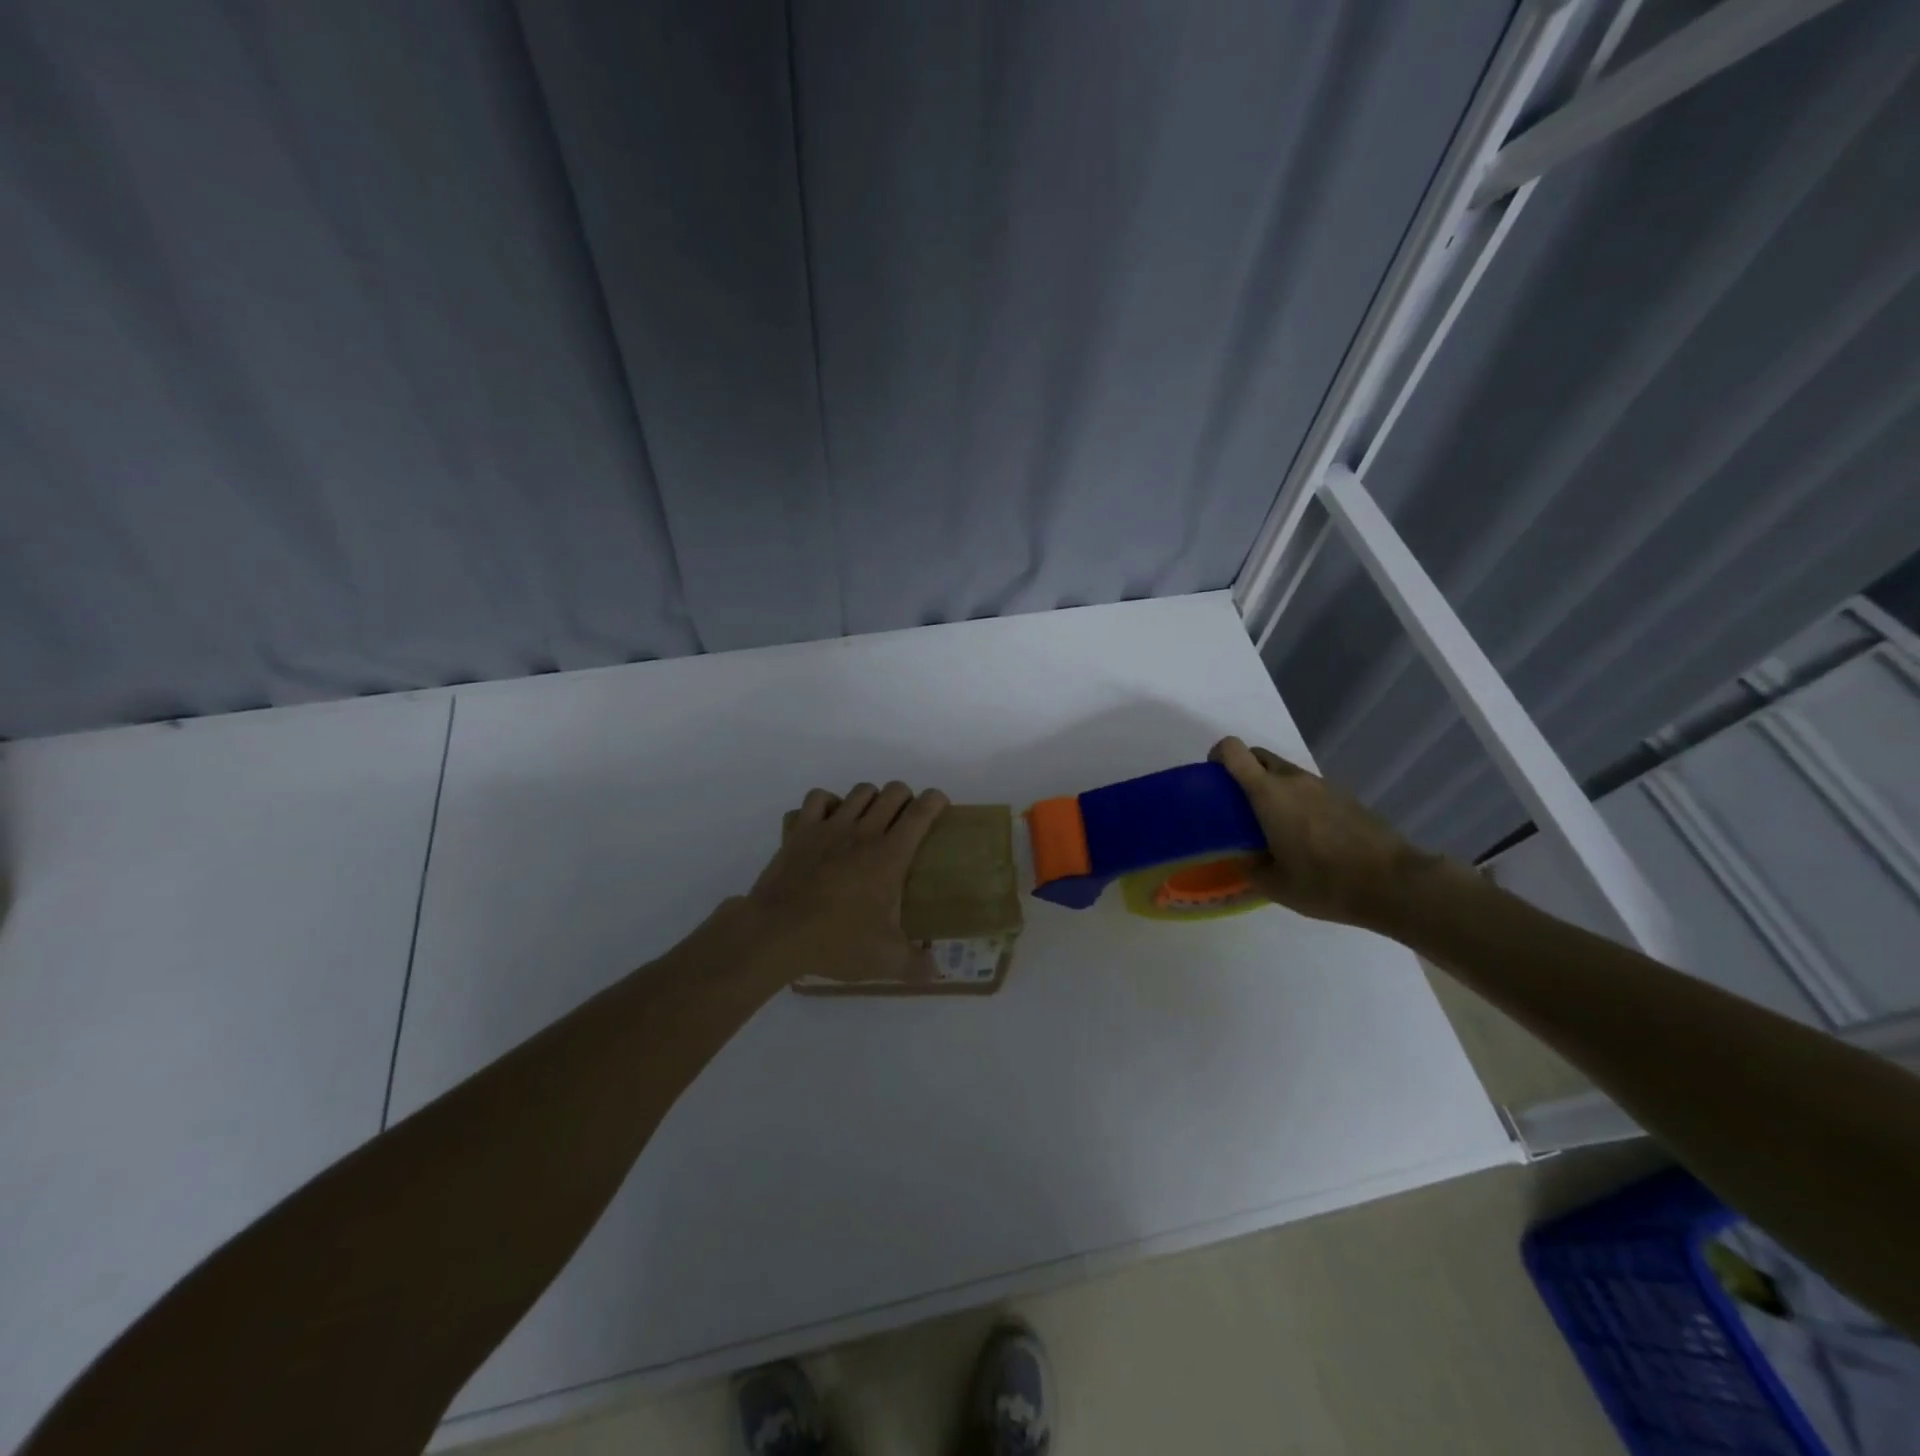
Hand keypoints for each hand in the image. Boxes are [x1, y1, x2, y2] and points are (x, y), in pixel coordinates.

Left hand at [740, 781, 949, 984]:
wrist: (777, 933)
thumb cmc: (836, 941)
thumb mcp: (885, 961)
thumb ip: (916, 964)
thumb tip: (936, 971)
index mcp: (890, 856)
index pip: (921, 812)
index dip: (936, 801)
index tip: (940, 807)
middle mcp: (864, 832)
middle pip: (894, 792)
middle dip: (906, 798)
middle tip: (905, 821)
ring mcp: (830, 827)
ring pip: (860, 791)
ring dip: (872, 798)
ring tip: (871, 819)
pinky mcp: (801, 830)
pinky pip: (819, 798)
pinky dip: (830, 802)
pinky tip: (832, 819)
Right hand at [1209, 736, 1430, 928]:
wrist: (1395, 884)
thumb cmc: (1325, 882)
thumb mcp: (1274, 885)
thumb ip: (1250, 868)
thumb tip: (1243, 859)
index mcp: (1268, 794)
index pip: (1233, 750)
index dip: (1217, 756)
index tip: (1212, 778)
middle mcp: (1294, 780)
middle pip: (1258, 756)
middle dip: (1242, 771)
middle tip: (1238, 805)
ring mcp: (1323, 786)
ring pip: (1285, 773)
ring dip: (1271, 788)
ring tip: (1273, 826)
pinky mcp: (1345, 798)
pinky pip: (1309, 789)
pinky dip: (1297, 801)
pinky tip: (1305, 836)